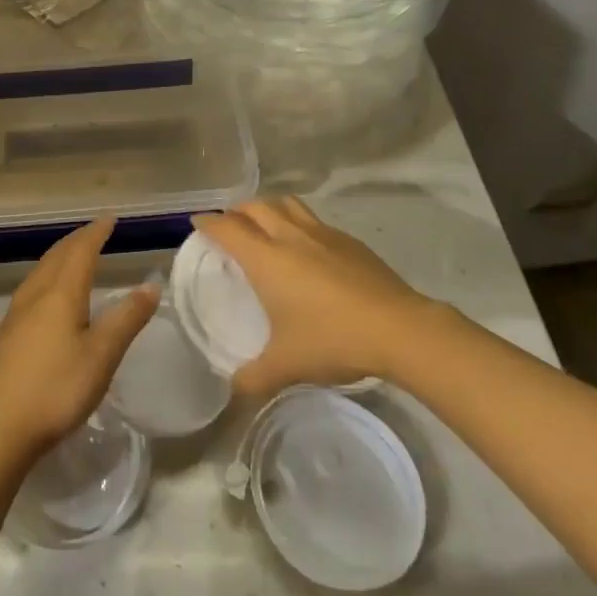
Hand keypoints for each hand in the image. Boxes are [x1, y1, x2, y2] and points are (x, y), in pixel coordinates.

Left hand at [0, 219, 158, 460]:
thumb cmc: (57, 389)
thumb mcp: (101, 356)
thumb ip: (127, 319)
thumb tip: (151, 285)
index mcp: (61, 293)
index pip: (81, 251)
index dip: (96, 232)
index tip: (110, 219)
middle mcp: (36, 294)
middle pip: (57, 256)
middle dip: (78, 240)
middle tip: (95, 232)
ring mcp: (16, 314)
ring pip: (41, 271)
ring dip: (60, 256)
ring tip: (74, 256)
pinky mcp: (6, 335)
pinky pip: (31, 288)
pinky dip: (48, 276)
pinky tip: (48, 296)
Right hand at [196, 197, 438, 397]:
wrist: (398, 328)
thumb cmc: (332, 340)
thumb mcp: (287, 365)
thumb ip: (254, 377)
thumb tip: (233, 391)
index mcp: (266, 258)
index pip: (227, 228)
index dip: (209, 222)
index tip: (198, 223)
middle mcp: (290, 236)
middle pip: (255, 206)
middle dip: (237, 211)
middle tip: (230, 226)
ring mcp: (322, 233)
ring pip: (286, 205)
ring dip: (269, 209)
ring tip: (265, 226)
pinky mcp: (349, 240)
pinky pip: (313, 220)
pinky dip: (299, 224)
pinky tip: (308, 248)